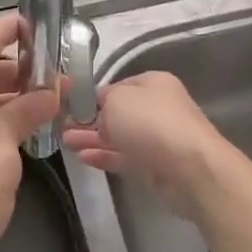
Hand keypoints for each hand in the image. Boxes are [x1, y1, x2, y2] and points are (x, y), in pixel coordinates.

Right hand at [63, 70, 228, 219]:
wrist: (189, 167)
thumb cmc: (150, 122)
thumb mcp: (116, 100)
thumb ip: (100, 102)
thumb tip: (97, 112)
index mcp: (153, 83)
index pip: (115, 87)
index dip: (91, 97)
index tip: (68, 108)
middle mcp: (157, 107)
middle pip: (117, 113)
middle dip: (89, 121)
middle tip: (62, 128)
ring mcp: (157, 138)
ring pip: (118, 137)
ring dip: (92, 139)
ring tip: (66, 143)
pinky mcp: (155, 165)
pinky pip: (124, 157)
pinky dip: (104, 156)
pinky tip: (83, 158)